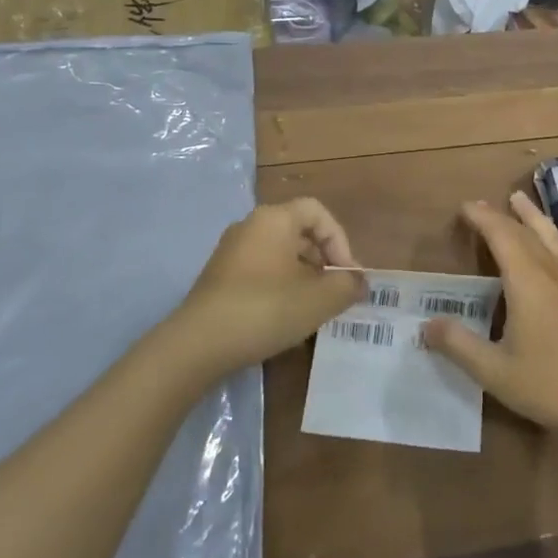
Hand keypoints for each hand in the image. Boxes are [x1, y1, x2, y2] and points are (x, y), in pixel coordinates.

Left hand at [164, 199, 363, 382]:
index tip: (346, 274)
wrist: (198, 345)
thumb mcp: (319, 299)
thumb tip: (359, 282)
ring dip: (303, 278)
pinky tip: (285, 320)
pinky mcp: (219, 279)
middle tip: (335, 294)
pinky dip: (279, 289)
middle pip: (298, 233)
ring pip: (280, 256)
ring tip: (314, 311)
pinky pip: (260, 273)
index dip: (340, 240)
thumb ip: (347, 286)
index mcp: (274, 219)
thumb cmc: (265, 309)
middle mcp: (250, 227)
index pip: (318, 212)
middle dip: (323, 262)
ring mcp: (230, 253)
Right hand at [422, 192, 557, 444]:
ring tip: (522, 201)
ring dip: (534, 217)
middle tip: (483, 205)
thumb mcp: (494, 372)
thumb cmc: (551, 385)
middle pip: (526, 232)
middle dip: (502, 216)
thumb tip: (427, 324)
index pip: (500, 236)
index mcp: (526, 281)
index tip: (465, 207)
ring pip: (554, 237)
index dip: (482, 218)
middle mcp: (553, 271)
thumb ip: (459, 345)